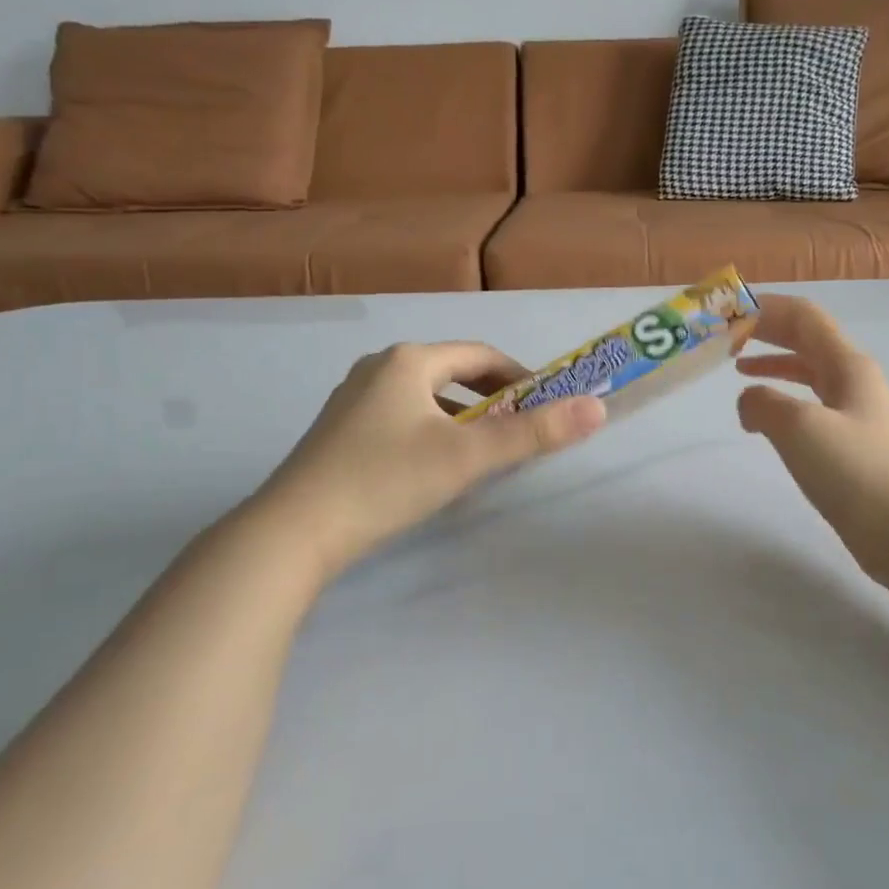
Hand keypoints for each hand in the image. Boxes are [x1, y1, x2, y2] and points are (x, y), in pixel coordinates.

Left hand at [251, 342, 605, 573]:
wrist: (292, 533)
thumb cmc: (385, 481)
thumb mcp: (467, 457)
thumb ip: (534, 433)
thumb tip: (597, 408)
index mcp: (408, 360)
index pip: (480, 355)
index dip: (521, 377)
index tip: (547, 406)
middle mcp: (378, 368)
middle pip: (452, 374)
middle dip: (492, 400)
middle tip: (519, 432)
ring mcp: (352, 399)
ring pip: (425, 398)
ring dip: (461, 418)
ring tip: (482, 453)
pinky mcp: (339, 432)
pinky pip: (400, 418)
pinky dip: (430, 432)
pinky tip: (432, 468)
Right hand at [736, 295, 888, 590]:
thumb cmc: (855, 471)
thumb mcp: (799, 428)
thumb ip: (762, 402)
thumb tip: (749, 401)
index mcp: (847, 364)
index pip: (802, 316)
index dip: (764, 307)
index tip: (725, 313)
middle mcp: (853, 378)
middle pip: (805, 338)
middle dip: (765, 330)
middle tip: (725, 334)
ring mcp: (854, 411)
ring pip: (806, 370)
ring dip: (772, 362)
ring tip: (736, 366)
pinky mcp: (850, 442)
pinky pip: (809, 404)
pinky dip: (781, 397)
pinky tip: (763, 415)